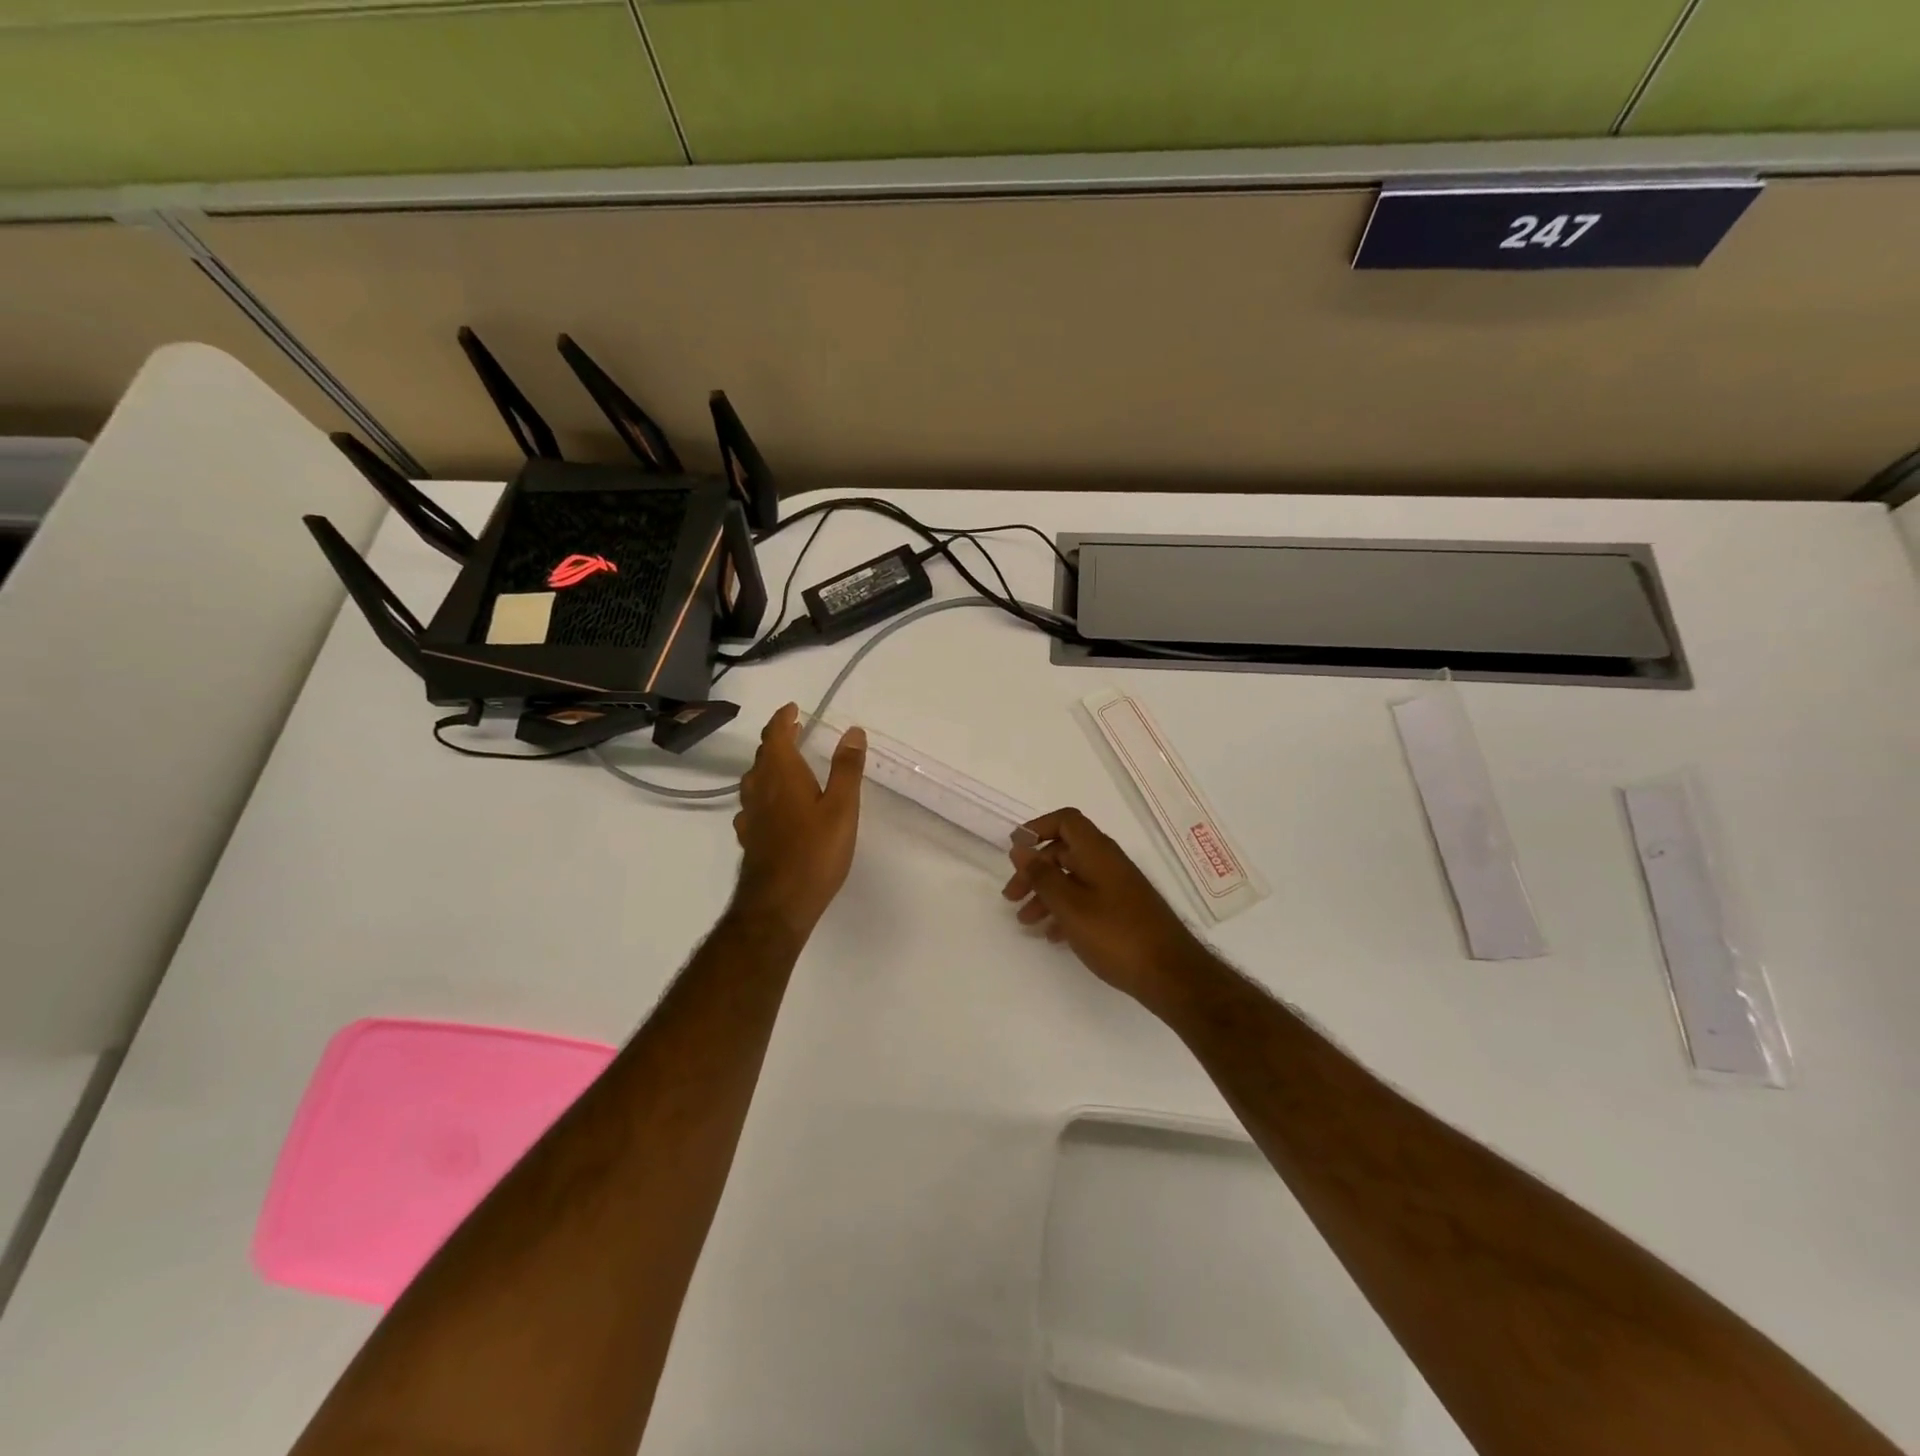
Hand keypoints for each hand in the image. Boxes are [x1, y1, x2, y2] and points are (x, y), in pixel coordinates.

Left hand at [731, 704, 865, 935]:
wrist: (778, 904)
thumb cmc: (814, 852)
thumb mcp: (841, 807)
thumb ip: (846, 768)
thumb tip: (852, 731)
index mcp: (781, 774)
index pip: (775, 735)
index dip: (782, 719)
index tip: (793, 708)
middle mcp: (759, 789)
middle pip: (763, 756)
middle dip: (778, 739)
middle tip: (795, 730)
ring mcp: (750, 815)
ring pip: (755, 779)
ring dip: (769, 765)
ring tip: (787, 763)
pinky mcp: (749, 837)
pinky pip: (754, 803)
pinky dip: (765, 792)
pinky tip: (773, 806)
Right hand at [1002, 808, 1207, 1005]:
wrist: (1171, 974)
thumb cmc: (1116, 935)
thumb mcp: (1070, 905)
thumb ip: (1042, 875)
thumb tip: (1020, 847)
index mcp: (1097, 852)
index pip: (1066, 821)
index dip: (1038, 828)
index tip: (1015, 851)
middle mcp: (1109, 862)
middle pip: (1064, 852)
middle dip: (1034, 870)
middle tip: (1012, 897)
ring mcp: (1118, 887)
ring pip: (1073, 878)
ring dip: (1046, 895)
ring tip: (1026, 922)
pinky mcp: (1123, 911)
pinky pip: (1087, 900)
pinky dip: (1066, 911)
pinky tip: (1054, 936)